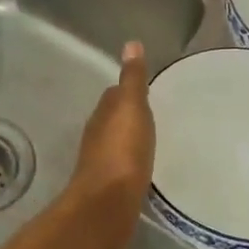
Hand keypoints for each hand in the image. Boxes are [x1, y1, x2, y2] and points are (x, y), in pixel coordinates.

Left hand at [68, 41, 155, 248]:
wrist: (108, 204)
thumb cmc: (123, 152)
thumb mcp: (132, 108)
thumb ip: (132, 79)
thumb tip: (130, 44)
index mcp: (103, 115)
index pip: (114, 95)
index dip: (127, 90)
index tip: (144, 88)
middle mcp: (97, 136)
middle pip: (113, 119)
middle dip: (128, 115)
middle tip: (151, 113)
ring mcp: (101, 163)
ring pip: (116, 143)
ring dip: (129, 139)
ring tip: (150, 139)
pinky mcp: (109, 187)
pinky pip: (122, 166)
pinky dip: (131, 161)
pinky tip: (143, 166)